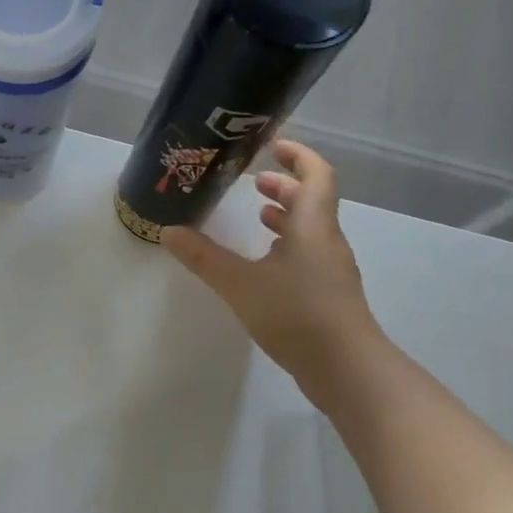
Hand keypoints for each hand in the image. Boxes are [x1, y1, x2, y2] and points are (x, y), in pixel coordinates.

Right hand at [161, 138, 382, 409]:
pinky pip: (308, 254)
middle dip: (285, 186)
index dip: (298, 155)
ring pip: (310, 230)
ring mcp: (330, 270)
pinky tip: (264, 265)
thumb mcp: (239, 283)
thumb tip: (168, 231)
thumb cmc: (295, 314)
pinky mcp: (327, 295)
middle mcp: (326, 241)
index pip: (316, 175)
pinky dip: (287, 246)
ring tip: (257, 217)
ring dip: (286, 217)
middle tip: (254, 184)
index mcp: (312, 226)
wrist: (345, 367)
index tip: (272, 146)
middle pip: (313, 201)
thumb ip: (203, 257)